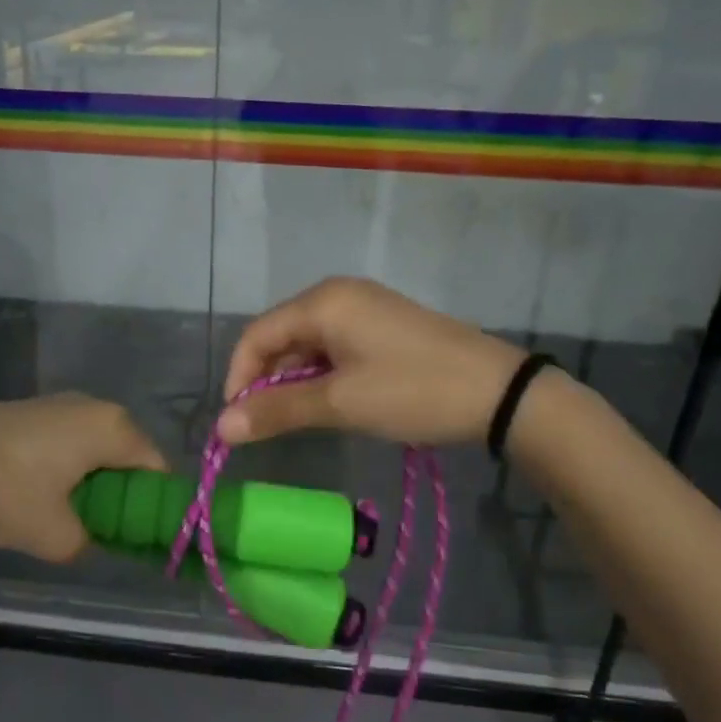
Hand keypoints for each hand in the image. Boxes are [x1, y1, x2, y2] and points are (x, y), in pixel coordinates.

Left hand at [0, 394, 165, 561]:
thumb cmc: (4, 490)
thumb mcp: (54, 536)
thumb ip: (87, 544)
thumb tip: (88, 540)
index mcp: (113, 429)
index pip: (156, 469)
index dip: (153, 506)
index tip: (138, 538)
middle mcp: (94, 406)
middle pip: (128, 455)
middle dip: (121, 494)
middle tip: (100, 530)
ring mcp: (59, 403)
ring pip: (95, 447)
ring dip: (91, 481)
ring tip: (65, 515)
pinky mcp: (31, 409)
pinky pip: (68, 440)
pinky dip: (66, 467)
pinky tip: (36, 492)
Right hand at [217, 278, 525, 446]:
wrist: (499, 392)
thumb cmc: (413, 391)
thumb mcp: (341, 403)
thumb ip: (278, 411)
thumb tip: (221, 427)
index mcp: (323, 302)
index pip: (257, 335)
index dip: (239, 378)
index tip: (237, 423)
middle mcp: (338, 294)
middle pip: (280, 335)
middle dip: (265, 379)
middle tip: (265, 425)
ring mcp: (364, 307)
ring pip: (307, 342)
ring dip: (293, 379)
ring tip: (296, 418)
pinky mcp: (383, 324)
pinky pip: (334, 345)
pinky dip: (321, 374)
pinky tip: (329, 401)